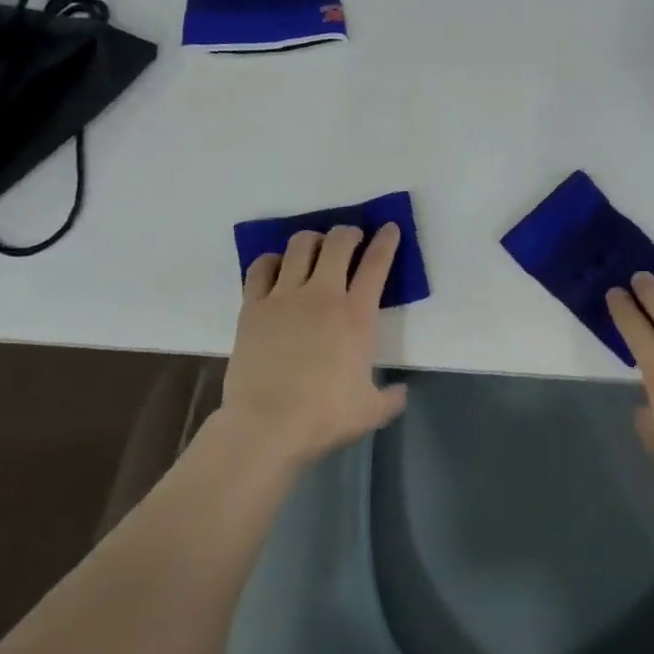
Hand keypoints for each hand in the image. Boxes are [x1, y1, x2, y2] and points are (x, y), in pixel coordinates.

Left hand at [219, 224, 408, 468]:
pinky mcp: (253, 307)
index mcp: (356, 316)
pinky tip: (276, 267)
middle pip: (338, 243)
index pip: (376, 265)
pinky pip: (261, 268)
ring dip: (312, 240)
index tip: (389, 228)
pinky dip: (272, 261)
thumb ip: (391, 398)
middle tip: (351, 238)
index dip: (386, 241)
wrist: (267, 425)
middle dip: (348, 233)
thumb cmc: (324, 416)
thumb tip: (400, 392)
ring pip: (299, 246)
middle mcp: (322, 296)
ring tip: (314, 247)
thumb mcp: (371, 411)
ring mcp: (284, 297)